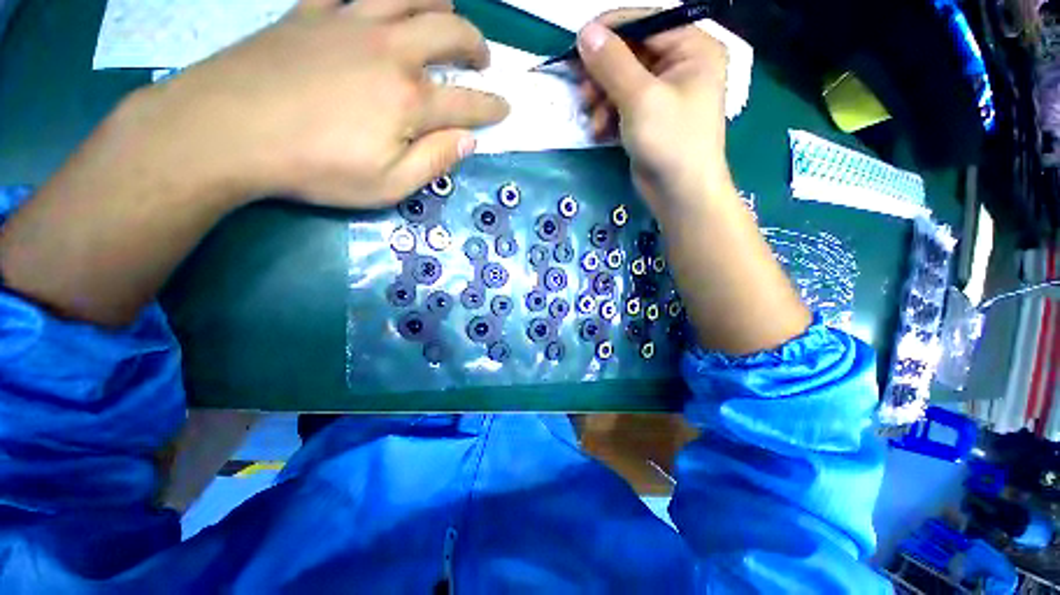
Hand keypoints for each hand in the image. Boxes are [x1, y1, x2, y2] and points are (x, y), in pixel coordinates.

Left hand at [134, 0, 508, 208]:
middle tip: (482, 60)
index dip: (492, 107)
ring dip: (440, 3)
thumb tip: (469, 141)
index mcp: (410, 101)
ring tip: (447, 17)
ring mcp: (351, 22)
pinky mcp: (314, 12)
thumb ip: (434, 161)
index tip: (504, 109)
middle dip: (476, 46)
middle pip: (451, 33)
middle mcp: (391, 51)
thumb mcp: (388, 185)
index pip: (469, 102)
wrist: (227, 131)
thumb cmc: (315, 167)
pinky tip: (385, 2)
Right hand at [576, 10, 729, 209]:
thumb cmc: (670, 142)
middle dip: (603, 75)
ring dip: (602, 100)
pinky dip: (608, 116)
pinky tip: (600, 131)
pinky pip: (623, 105)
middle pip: (631, 54)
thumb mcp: (640, 99)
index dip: (609, 32)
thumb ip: (612, 63)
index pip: (645, 23)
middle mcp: (680, 65)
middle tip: (582, 92)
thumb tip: (585, 32)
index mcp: (692, 47)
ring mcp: (664, 94)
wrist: (680, 194)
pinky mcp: (650, 118)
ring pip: (622, 82)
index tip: (577, 47)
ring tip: (593, 120)